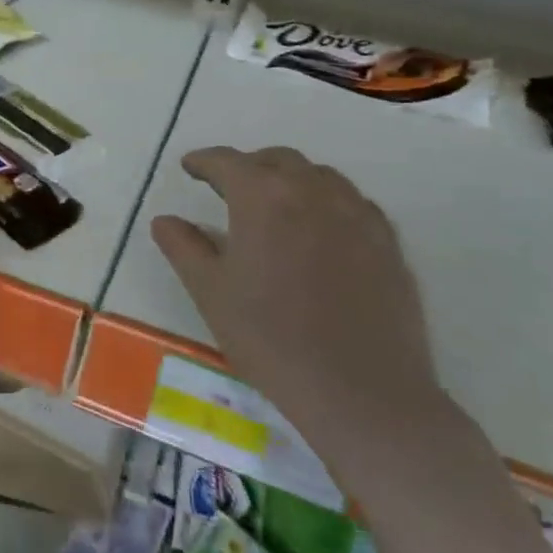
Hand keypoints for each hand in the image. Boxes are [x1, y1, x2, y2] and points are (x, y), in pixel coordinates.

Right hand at [150, 146, 446, 472]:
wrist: (362, 392)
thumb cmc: (271, 339)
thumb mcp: (210, 293)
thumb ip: (184, 248)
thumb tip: (165, 221)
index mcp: (263, 198)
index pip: (227, 162)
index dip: (204, 161)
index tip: (189, 167)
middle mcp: (312, 192)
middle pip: (276, 160)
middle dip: (248, 166)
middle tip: (227, 188)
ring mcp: (356, 214)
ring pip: (318, 175)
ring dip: (289, 179)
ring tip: (273, 205)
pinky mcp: (387, 241)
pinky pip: (351, 201)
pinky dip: (325, 201)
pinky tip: (318, 231)